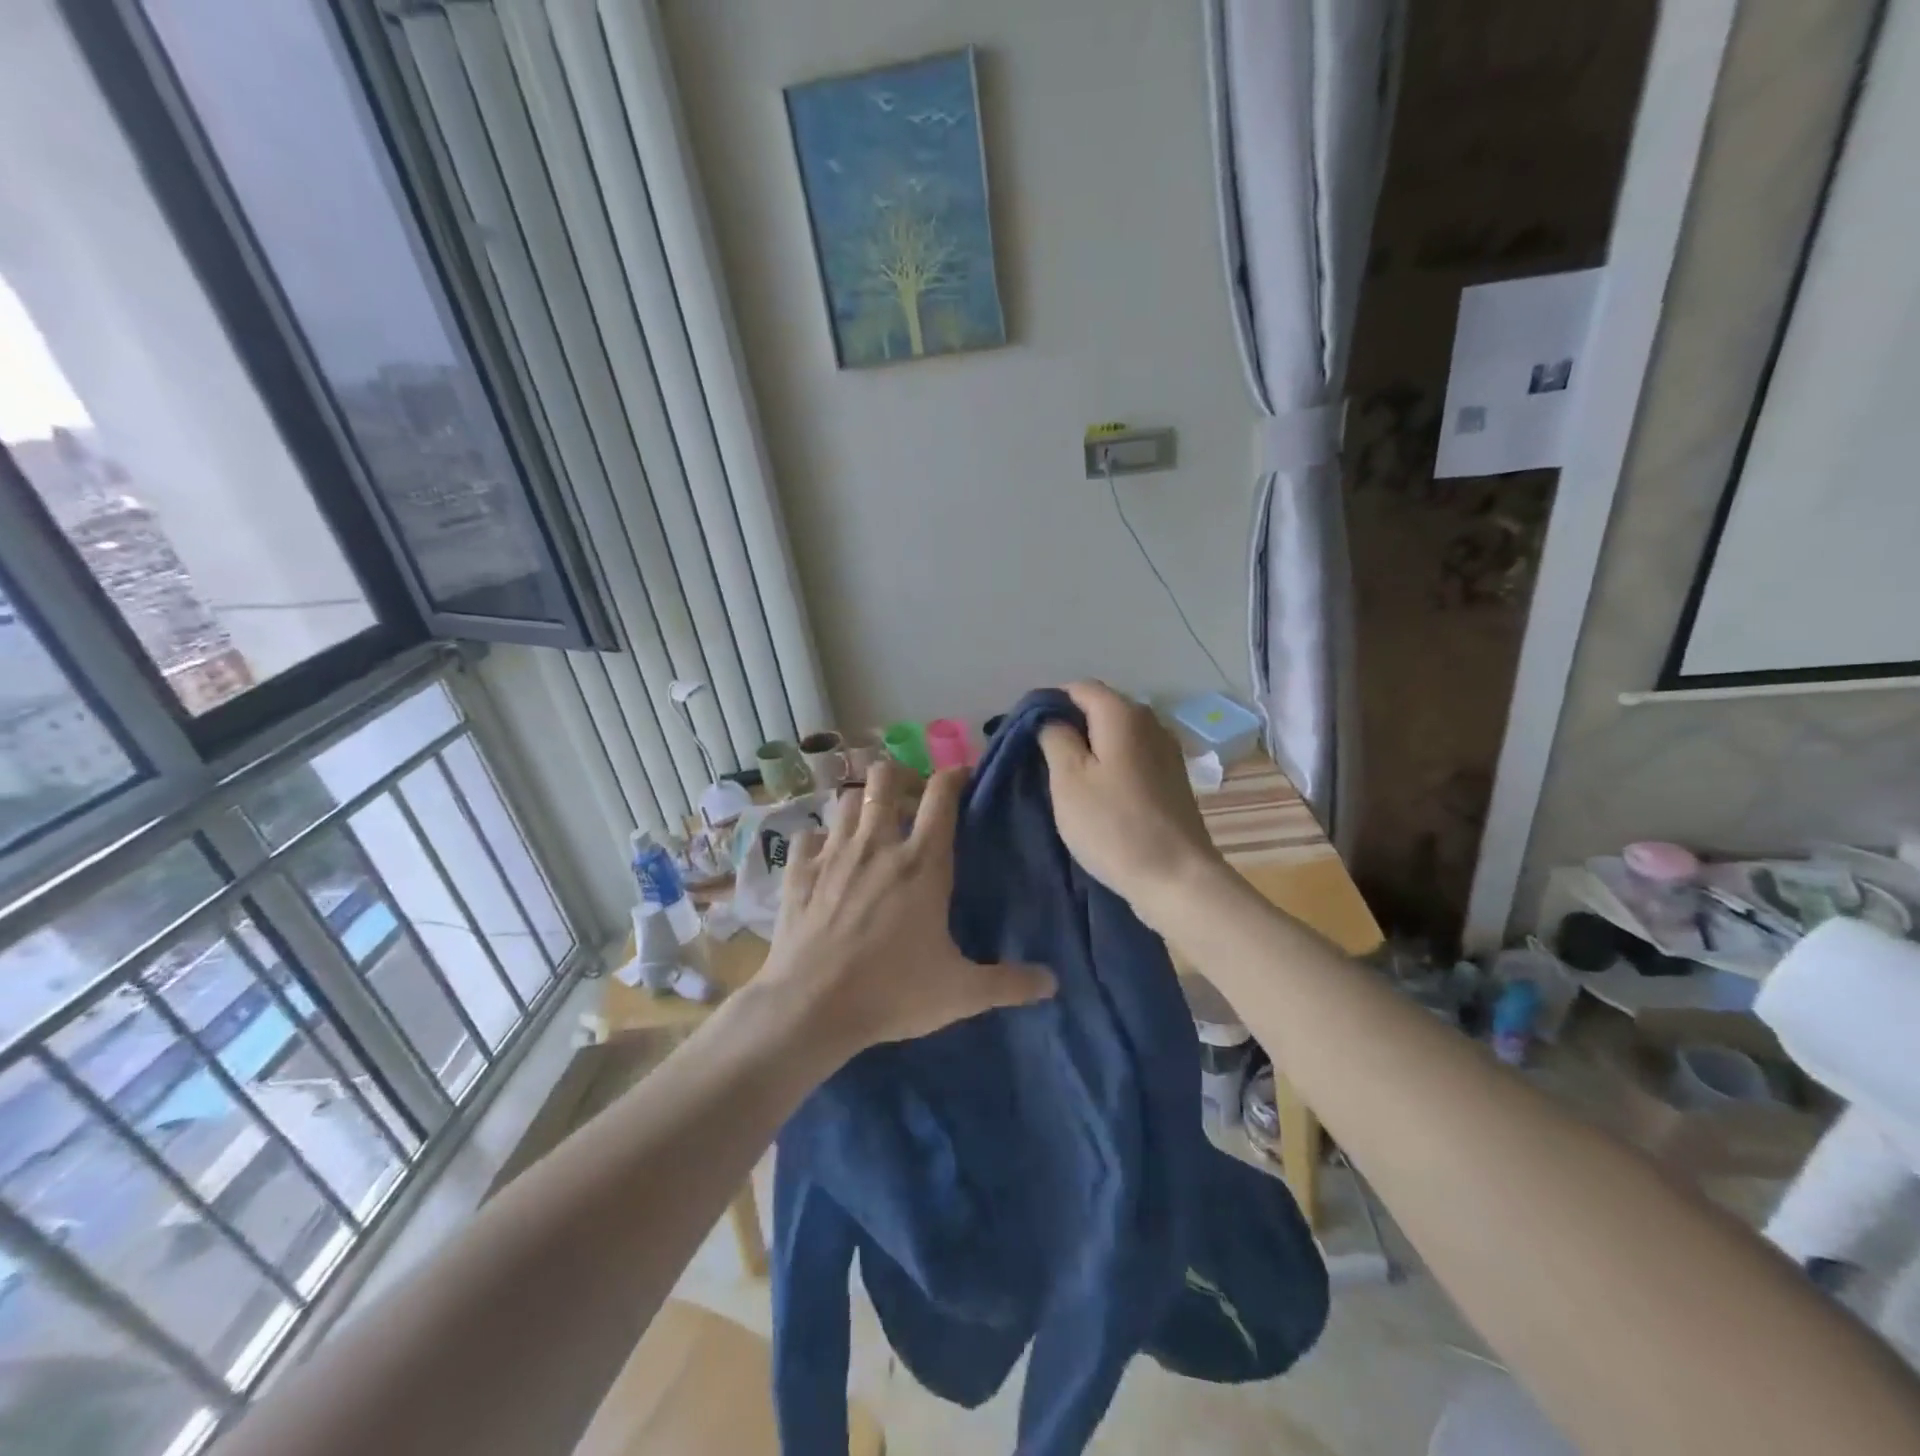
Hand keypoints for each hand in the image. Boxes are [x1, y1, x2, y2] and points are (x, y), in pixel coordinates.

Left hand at [762, 758, 1055, 1059]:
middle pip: (884, 776)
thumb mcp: (961, 992)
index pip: (941, 794)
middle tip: (910, 802)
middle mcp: (877, 844)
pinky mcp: (798, 871)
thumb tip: (1052, 983)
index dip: (954, 774)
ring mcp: (833, 853)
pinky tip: (826, 857)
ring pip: (845, 798)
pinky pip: (808, 834)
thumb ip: (1009, 983)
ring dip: (861, 805)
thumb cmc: (892, 992)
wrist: (810, 1008)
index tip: (963, 776)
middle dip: (900, 777)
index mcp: (922, 862)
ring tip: (871, 827)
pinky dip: (820, 838)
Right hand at [1038, 681, 1226, 925]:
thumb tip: (1051, 718)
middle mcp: (1150, 721)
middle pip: (1100, 707)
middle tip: (1040, 757)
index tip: (1025, 733)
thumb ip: (1054, 737)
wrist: (1175, 876)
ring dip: (1089, 746)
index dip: (1048, 703)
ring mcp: (1166, 749)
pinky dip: (1110, 762)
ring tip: (1065, 776)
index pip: (1078, 687)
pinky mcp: (1172, 777)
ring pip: (1116, 733)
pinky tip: (1098, 790)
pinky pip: (1132, 755)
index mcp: (1123, 713)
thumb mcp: (1068, 779)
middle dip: (1069, 724)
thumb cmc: (1113, 825)